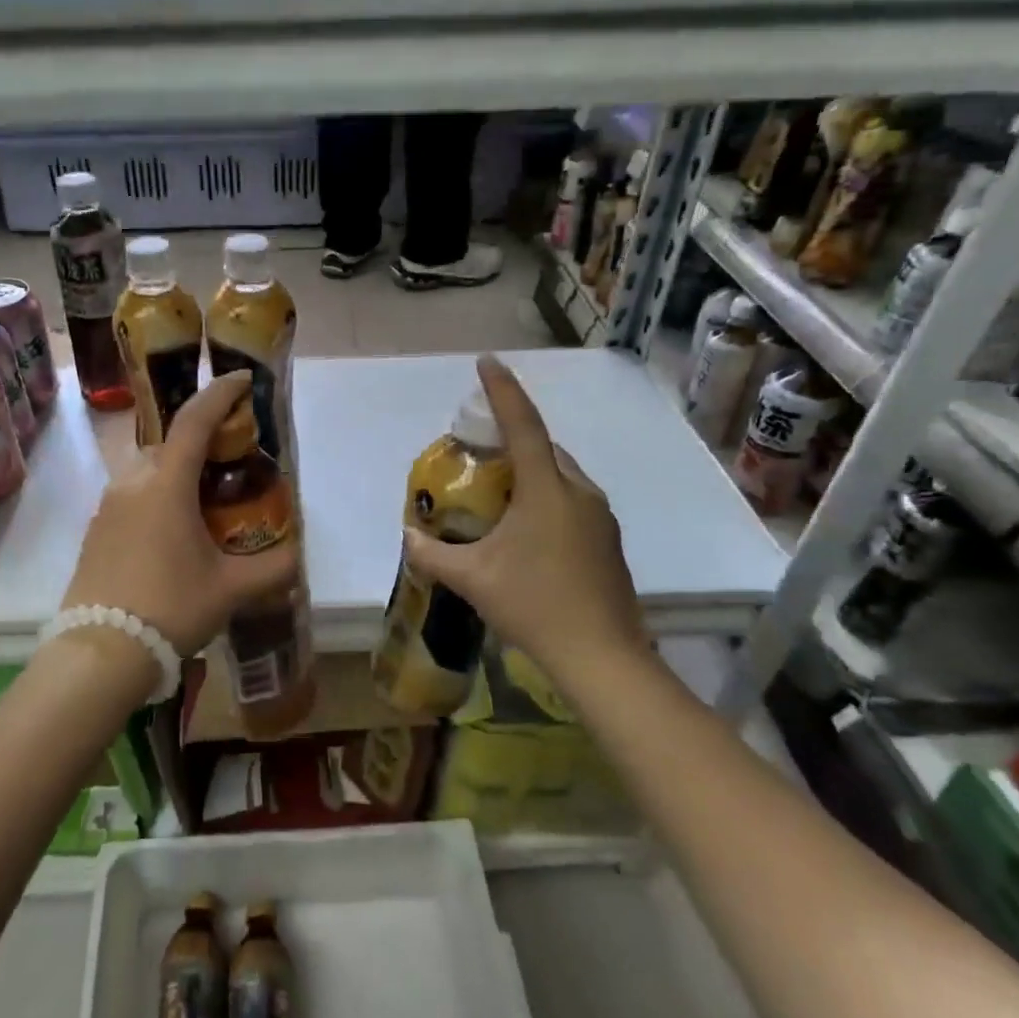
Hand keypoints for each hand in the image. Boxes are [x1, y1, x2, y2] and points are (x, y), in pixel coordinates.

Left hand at [63, 372, 301, 655]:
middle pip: (170, 443)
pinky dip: (157, 494)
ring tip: (206, 499)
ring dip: (177, 469)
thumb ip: (271, 568)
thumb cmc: (171, 608)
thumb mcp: (230, 589)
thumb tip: (296, 558)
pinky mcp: (96, 529)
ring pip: (148, 469)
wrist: (100, 651)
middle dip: (201, 440)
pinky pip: (132, 494)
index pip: (194, 421)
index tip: (241, 380)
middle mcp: (133, 483)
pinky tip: (175, 530)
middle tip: (232, 460)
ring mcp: (108, 506)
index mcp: (166, 485)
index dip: (219, 394)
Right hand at [404, 357, 648, 676]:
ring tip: (500, 493)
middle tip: (481, 449)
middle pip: (545, 449)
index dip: (502, 391)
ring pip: (562, 477)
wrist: (602, 655)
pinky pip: (573, 502)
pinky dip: (547, 499)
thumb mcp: (473, 579)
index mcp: (547, 490)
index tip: (487, 362)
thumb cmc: (533, 605)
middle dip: (514, 439)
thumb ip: (434, 554)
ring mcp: (600, 518)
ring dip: (532, 473)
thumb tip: (409, 537)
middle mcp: (579, 493)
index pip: (523, 426)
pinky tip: (527, 532)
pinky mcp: (608, 542)